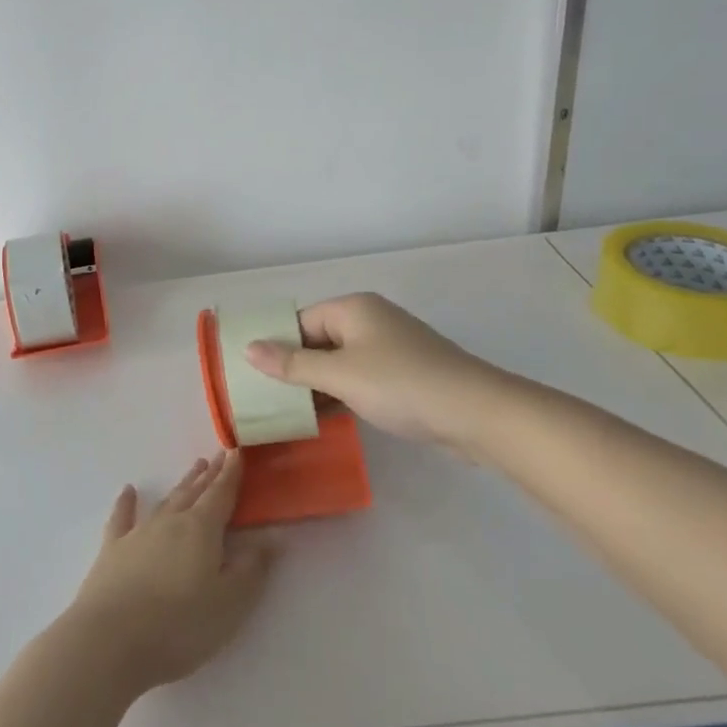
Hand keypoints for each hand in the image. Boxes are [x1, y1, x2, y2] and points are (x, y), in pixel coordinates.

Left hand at [66, 452, 274, 697]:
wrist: (111, 640)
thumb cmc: (179, 625)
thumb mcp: (230, 604)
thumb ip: (252, 569)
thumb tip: (270, 539)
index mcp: (201, 530)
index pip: (221, 494)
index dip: (231, 474)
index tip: (237, 452)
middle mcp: (170, 522)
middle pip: (194, 492)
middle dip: (210, 475)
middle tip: (219, 456)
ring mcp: (139, 533)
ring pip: (166, 501)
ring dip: (182, 485)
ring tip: (194, 469)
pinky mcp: (113, 550)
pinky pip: (122, 517)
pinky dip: (126, 503)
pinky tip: (128, 491)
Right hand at [242, 292, 518, 455]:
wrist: (477, 414)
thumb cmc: (401, 385)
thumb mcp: (340, 375)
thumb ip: (293, 364)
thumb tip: (248, 349)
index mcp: (353, 309)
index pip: (300, 322)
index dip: (276, 346)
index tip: (253, 376)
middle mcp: (370, 320)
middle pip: (319, 340)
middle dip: (295, 368)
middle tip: (266, 398)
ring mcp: (391, 347)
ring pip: (340, 361)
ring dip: (318, 384)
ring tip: (290, 412)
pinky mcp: (405, 373)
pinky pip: (361, 377)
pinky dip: (342, 392)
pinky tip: (327, 417)